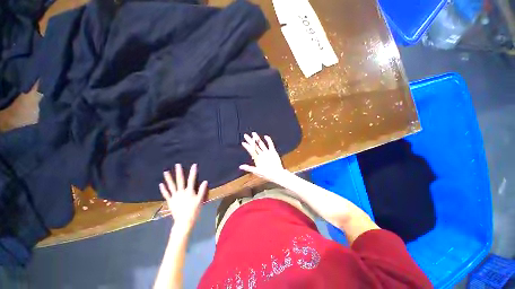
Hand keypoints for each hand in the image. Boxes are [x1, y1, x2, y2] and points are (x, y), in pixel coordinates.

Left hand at [160, 164, 207, 233]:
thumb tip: (205, 181)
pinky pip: (166, 194)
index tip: (194, 165)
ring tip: (166, 172)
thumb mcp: (200, 200)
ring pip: (171, 186)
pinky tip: (161, 184)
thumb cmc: (194, 210)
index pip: (192, 179)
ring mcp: (175, 196)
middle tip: (177, 164)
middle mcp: (181, 192)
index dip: (193, 172)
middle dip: (179, 172)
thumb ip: (202, 190)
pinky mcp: (170, 201)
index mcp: (189, 191)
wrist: (184, 221)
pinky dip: (163, 189)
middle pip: (180, 180)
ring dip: (168, 178)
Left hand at [240, 132, 287, 182]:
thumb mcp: (257, 171)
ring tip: (254, 134)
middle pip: (255, 146)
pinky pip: (270, 145)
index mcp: (257, 159)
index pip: (251, 151)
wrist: (277, 174)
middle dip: (250, 141)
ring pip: (261, 144)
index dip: (247, 146)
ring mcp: (267, 153)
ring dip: (258, 139)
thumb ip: (249, 168)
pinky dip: (268, 140)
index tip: (243, 142)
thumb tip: (240, 167)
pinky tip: (266, 136)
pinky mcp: (273, 152)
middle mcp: (261, 155)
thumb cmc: (267, 174)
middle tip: (245, 135)